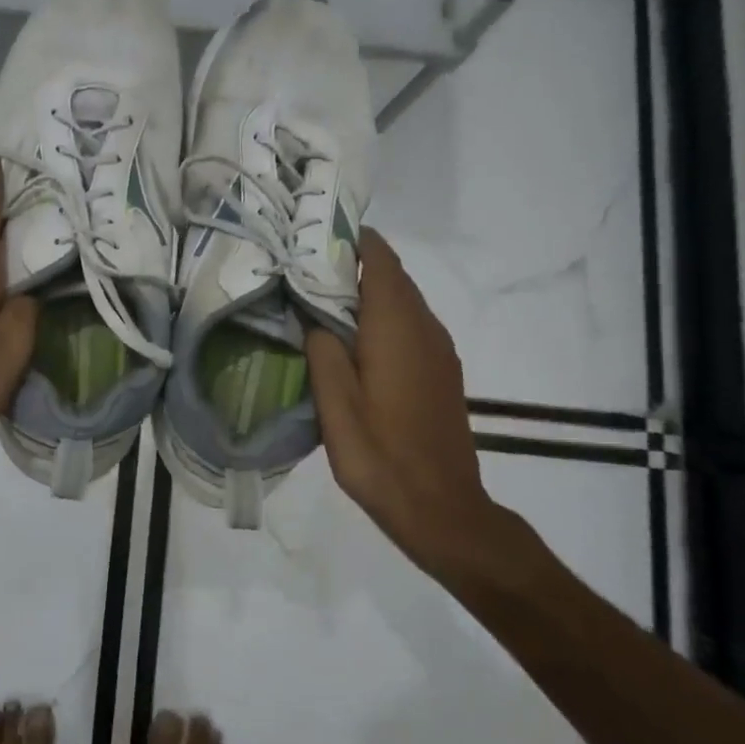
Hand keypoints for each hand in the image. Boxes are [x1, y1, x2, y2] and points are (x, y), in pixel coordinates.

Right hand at [305, 230, 540, 585]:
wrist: (442, 508)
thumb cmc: (380, 455)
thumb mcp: (335, 404)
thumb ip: (322, 348)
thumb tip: (312, 311)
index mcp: (397, 326)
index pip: (380, 258)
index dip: (350, 239)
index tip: (312, 235)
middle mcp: (425, 326)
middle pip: (392, 275)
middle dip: (351, 265)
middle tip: (302, 267)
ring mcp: (438, 349)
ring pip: (401, 301)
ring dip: (365, 293)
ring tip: (318, 299)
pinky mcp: (441, 371)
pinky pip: (409, 325)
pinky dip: (380, 317)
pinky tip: (351, 340)